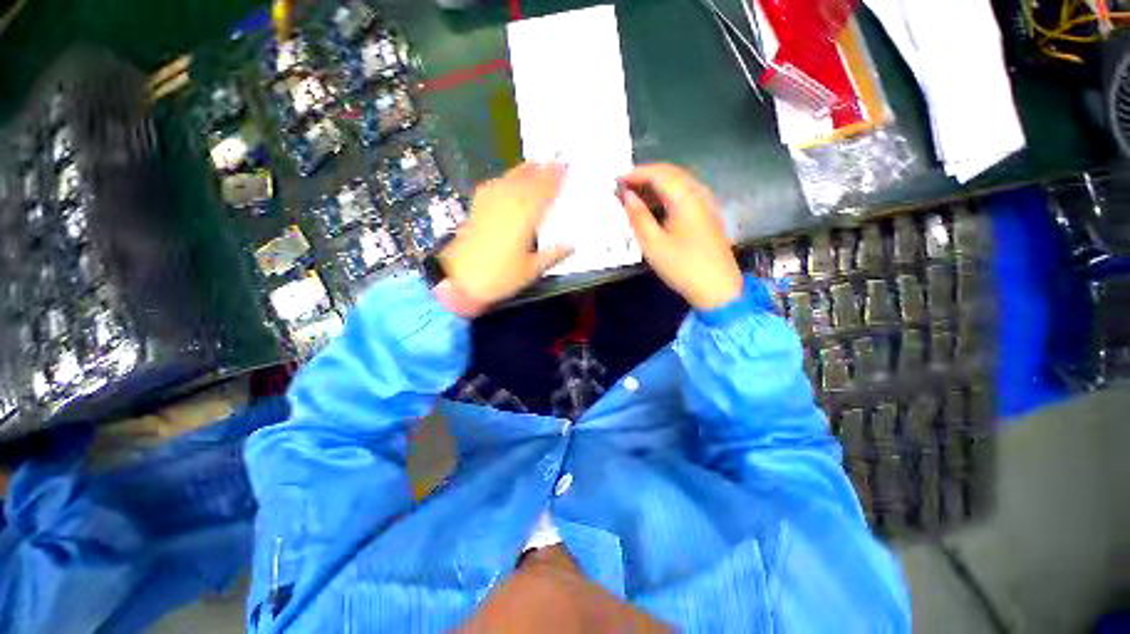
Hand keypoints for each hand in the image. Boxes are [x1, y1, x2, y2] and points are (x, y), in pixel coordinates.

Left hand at [439, 161, 572, 308]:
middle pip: (527, 183)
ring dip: (523, 171)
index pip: (543, 194)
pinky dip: (503, 180)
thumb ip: (553, 255)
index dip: (555, 180)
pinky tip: (505, 180)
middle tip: (554, 161)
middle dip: (542, 171)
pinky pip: (492, 188)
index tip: (565, 168)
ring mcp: (490, 206)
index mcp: (524, 220)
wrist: (460, 281)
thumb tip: (572, 245)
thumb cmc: (500, 278)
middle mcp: (508, 206)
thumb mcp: (531, 271)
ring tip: (534, 163)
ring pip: (510, 182)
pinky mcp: (476, 210)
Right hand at [618, 164, 742, 310]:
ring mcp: (706, 204)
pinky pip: (685, 196)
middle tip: (623, 189)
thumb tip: (626, 195)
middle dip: (645, 177)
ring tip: (635, 198)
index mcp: (686, 198)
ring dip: (655, 186)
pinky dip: (666, 196)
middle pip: (670, 174)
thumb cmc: (682, 266)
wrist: (717, 288)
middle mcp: (699, 194)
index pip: (658, 173)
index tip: (616, 181)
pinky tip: (655, 209)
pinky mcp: (708, 215)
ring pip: (678, 184)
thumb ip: (638, 216)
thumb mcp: (653, 244)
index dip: (635, 174)